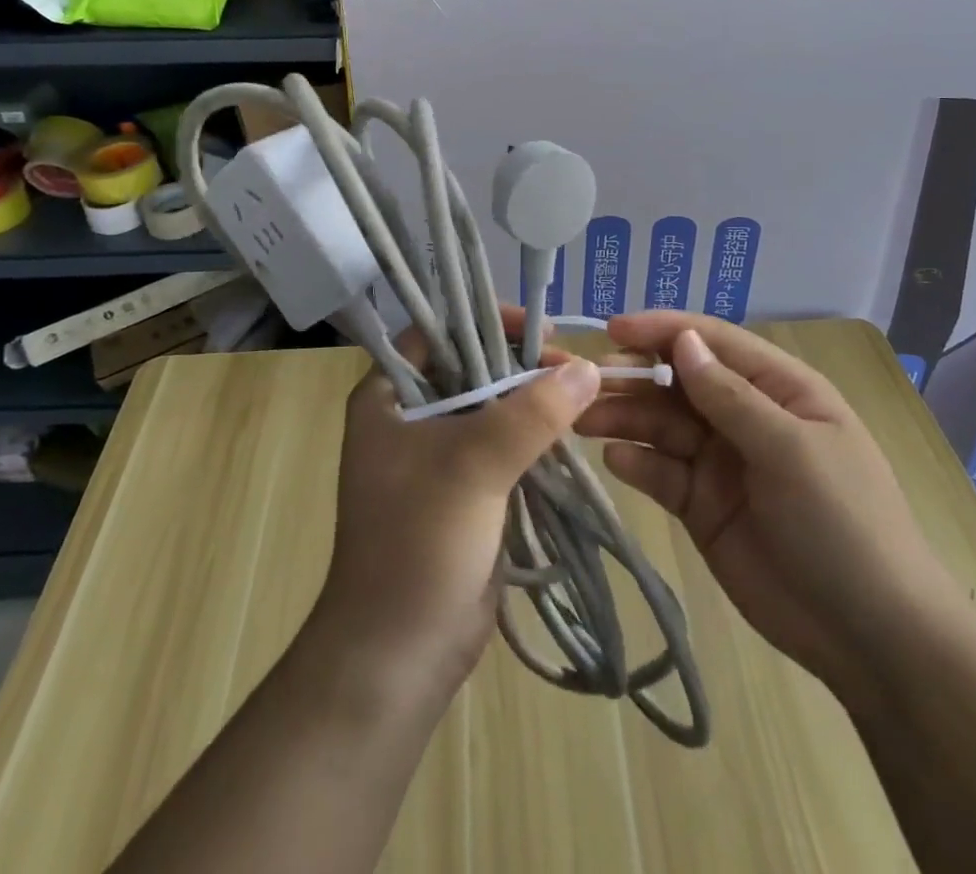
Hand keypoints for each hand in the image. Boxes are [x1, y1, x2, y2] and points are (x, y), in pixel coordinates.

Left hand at [310, 309, 600, 700]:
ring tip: (582, 395)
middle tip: (573, 366)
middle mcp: (409, 417)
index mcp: (387, 397)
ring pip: (492, 407)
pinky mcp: (466, 489)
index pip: (436, 332)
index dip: (484, 321)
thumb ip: (531, 412)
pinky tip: (571, 431)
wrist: (399, 654)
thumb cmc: (418, 543)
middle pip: (471, 367)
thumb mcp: (473, 466)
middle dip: (520, 364)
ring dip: (533, 401)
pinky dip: (535, 436)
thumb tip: (588, 368)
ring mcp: (438, 455)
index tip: (538, 329)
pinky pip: (505, 445)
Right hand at [578, 312, 953, 694]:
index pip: (713, 343)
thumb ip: (731, 396)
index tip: (612, 329)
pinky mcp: (701, 505)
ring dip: (623, 416)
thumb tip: (683, 340)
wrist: (870, 637)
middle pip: (678, 382)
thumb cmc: (842, 524)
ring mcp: (721, 461)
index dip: (663, 330)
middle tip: (583, 383)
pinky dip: (636, 462)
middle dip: (632, 376)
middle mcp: (745, 416)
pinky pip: (661, 472)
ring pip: (662, 425)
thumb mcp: (792, 450)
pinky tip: (615, 460)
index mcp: (779, 389)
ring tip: (582, 419)